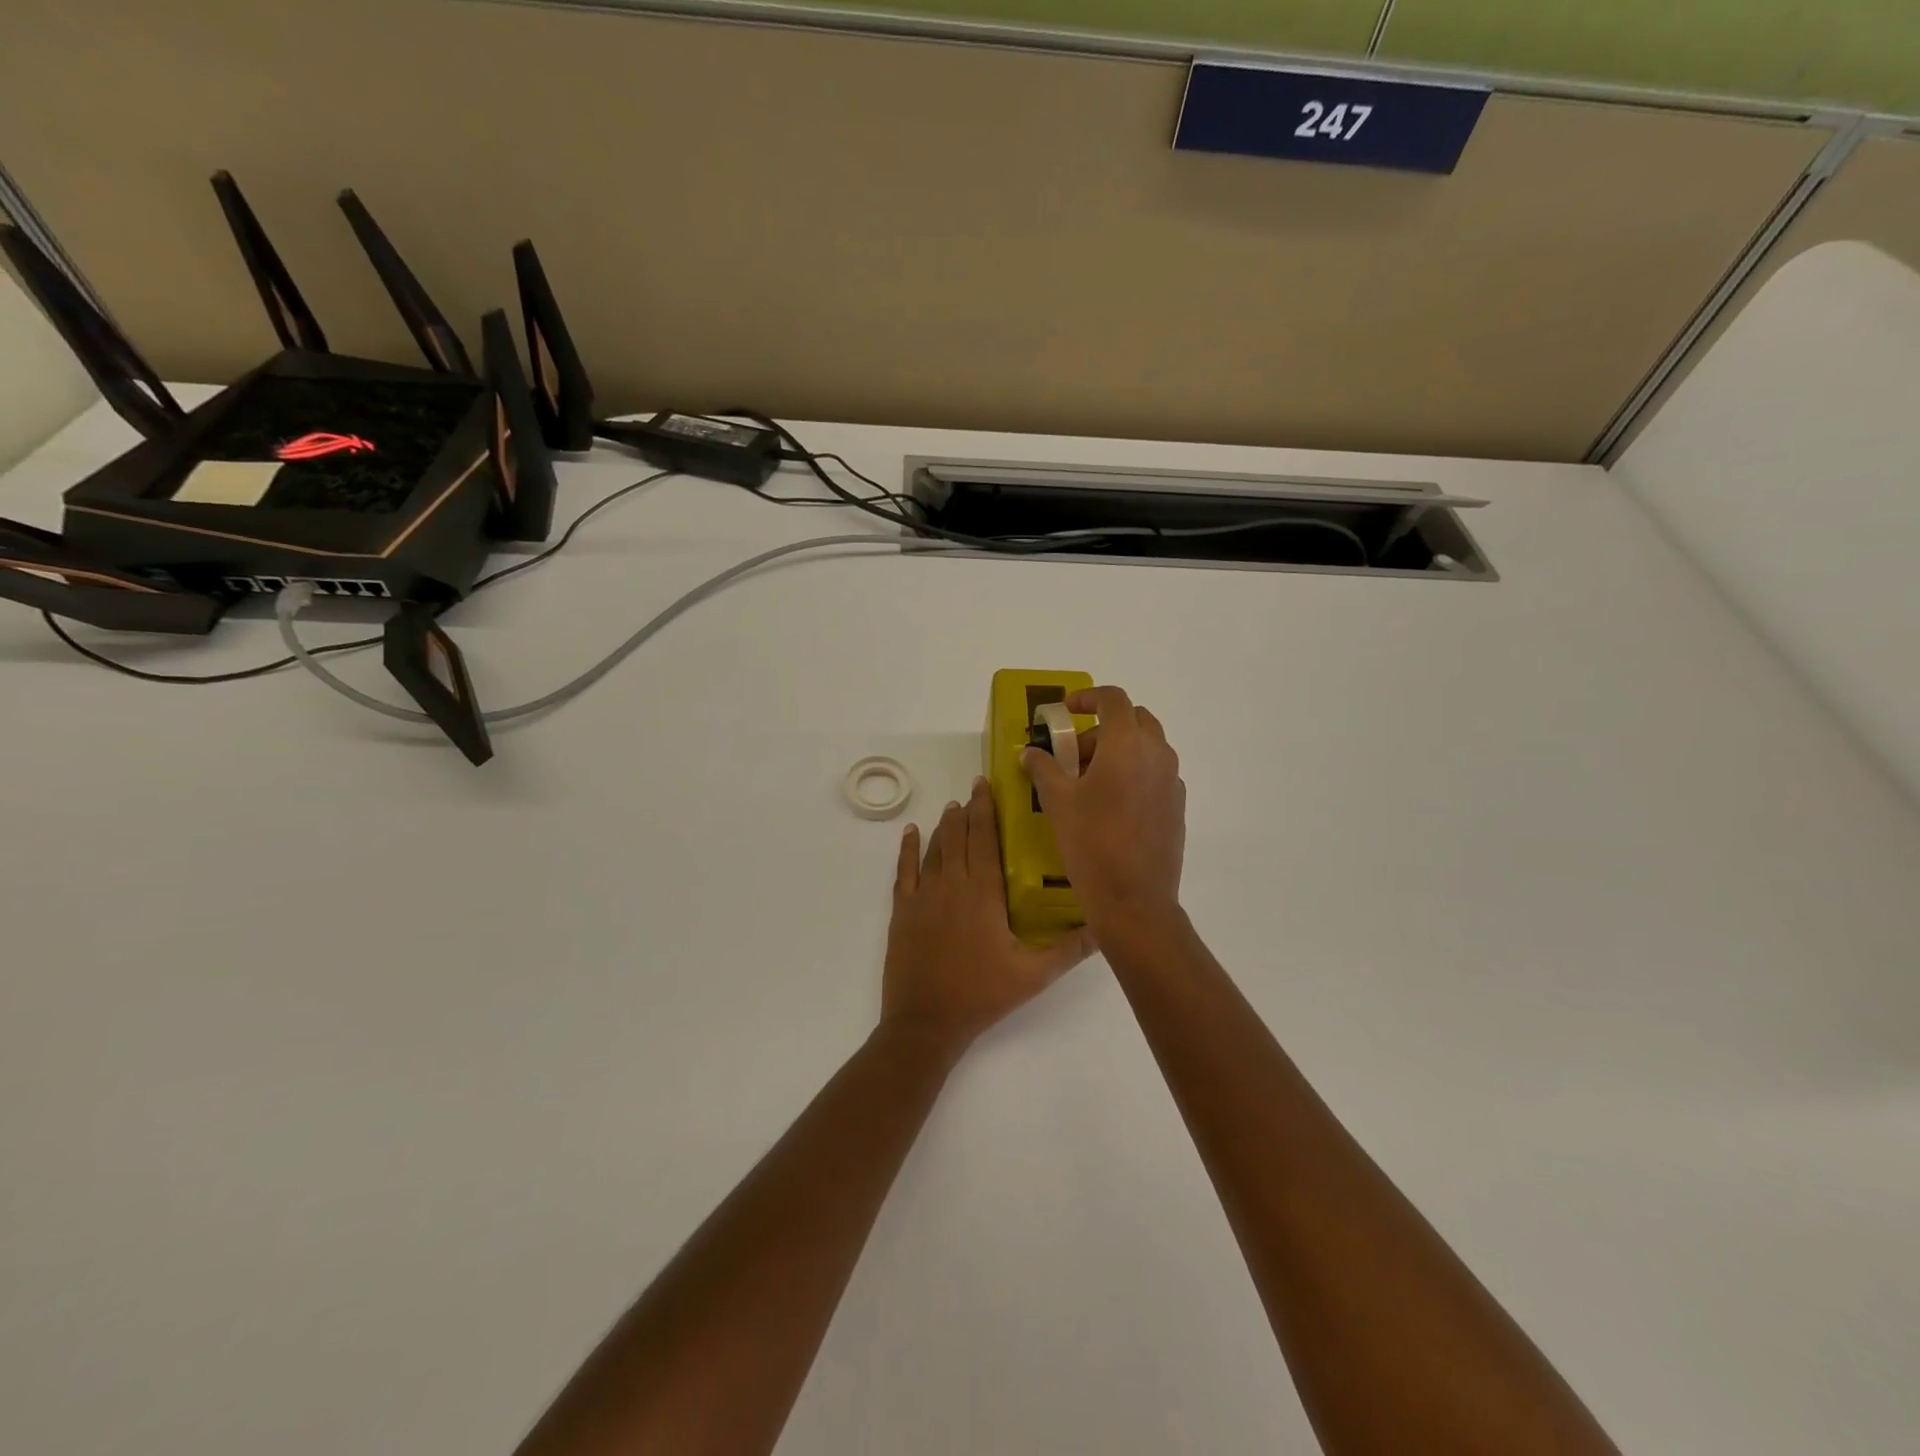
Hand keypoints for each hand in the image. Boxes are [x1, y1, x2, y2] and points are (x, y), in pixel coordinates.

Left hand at [881, 776, 1097, 1056]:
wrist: (926, 1021)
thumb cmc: (982, 994)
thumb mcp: (1034, 974)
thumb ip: (1070, 949)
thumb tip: (1106, 928)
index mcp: (983, 893)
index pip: (985, 839)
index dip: (985, 810)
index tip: (986, 786)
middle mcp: (952, 884)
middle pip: (959, 837)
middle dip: (967, 810)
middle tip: (974, 790)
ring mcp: (923, 896)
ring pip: (935, 849)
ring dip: (944, 826)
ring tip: (952, 807)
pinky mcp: (902, 911)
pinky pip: (904, 870)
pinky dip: (907, 849)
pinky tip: (910, 833)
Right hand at [1022, 685, 1185, 931]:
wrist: (1134, 899)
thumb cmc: (1091, 842)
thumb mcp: (1057, 802)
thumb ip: (1043, 768)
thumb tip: (1030, 753)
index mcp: (1127, 744)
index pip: (1113, 699)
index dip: (1087, 697)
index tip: (1066, 711)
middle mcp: (1157, 754)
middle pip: (1134, 720)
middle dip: (1102, 727)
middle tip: (1074, 753)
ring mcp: (1172, 780)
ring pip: (1147, 747)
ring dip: (1118, 750)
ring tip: (1088, 782)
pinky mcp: (1177, 806)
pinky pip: (1155, 773)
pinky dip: (1133, 773)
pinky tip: (1111, 806)